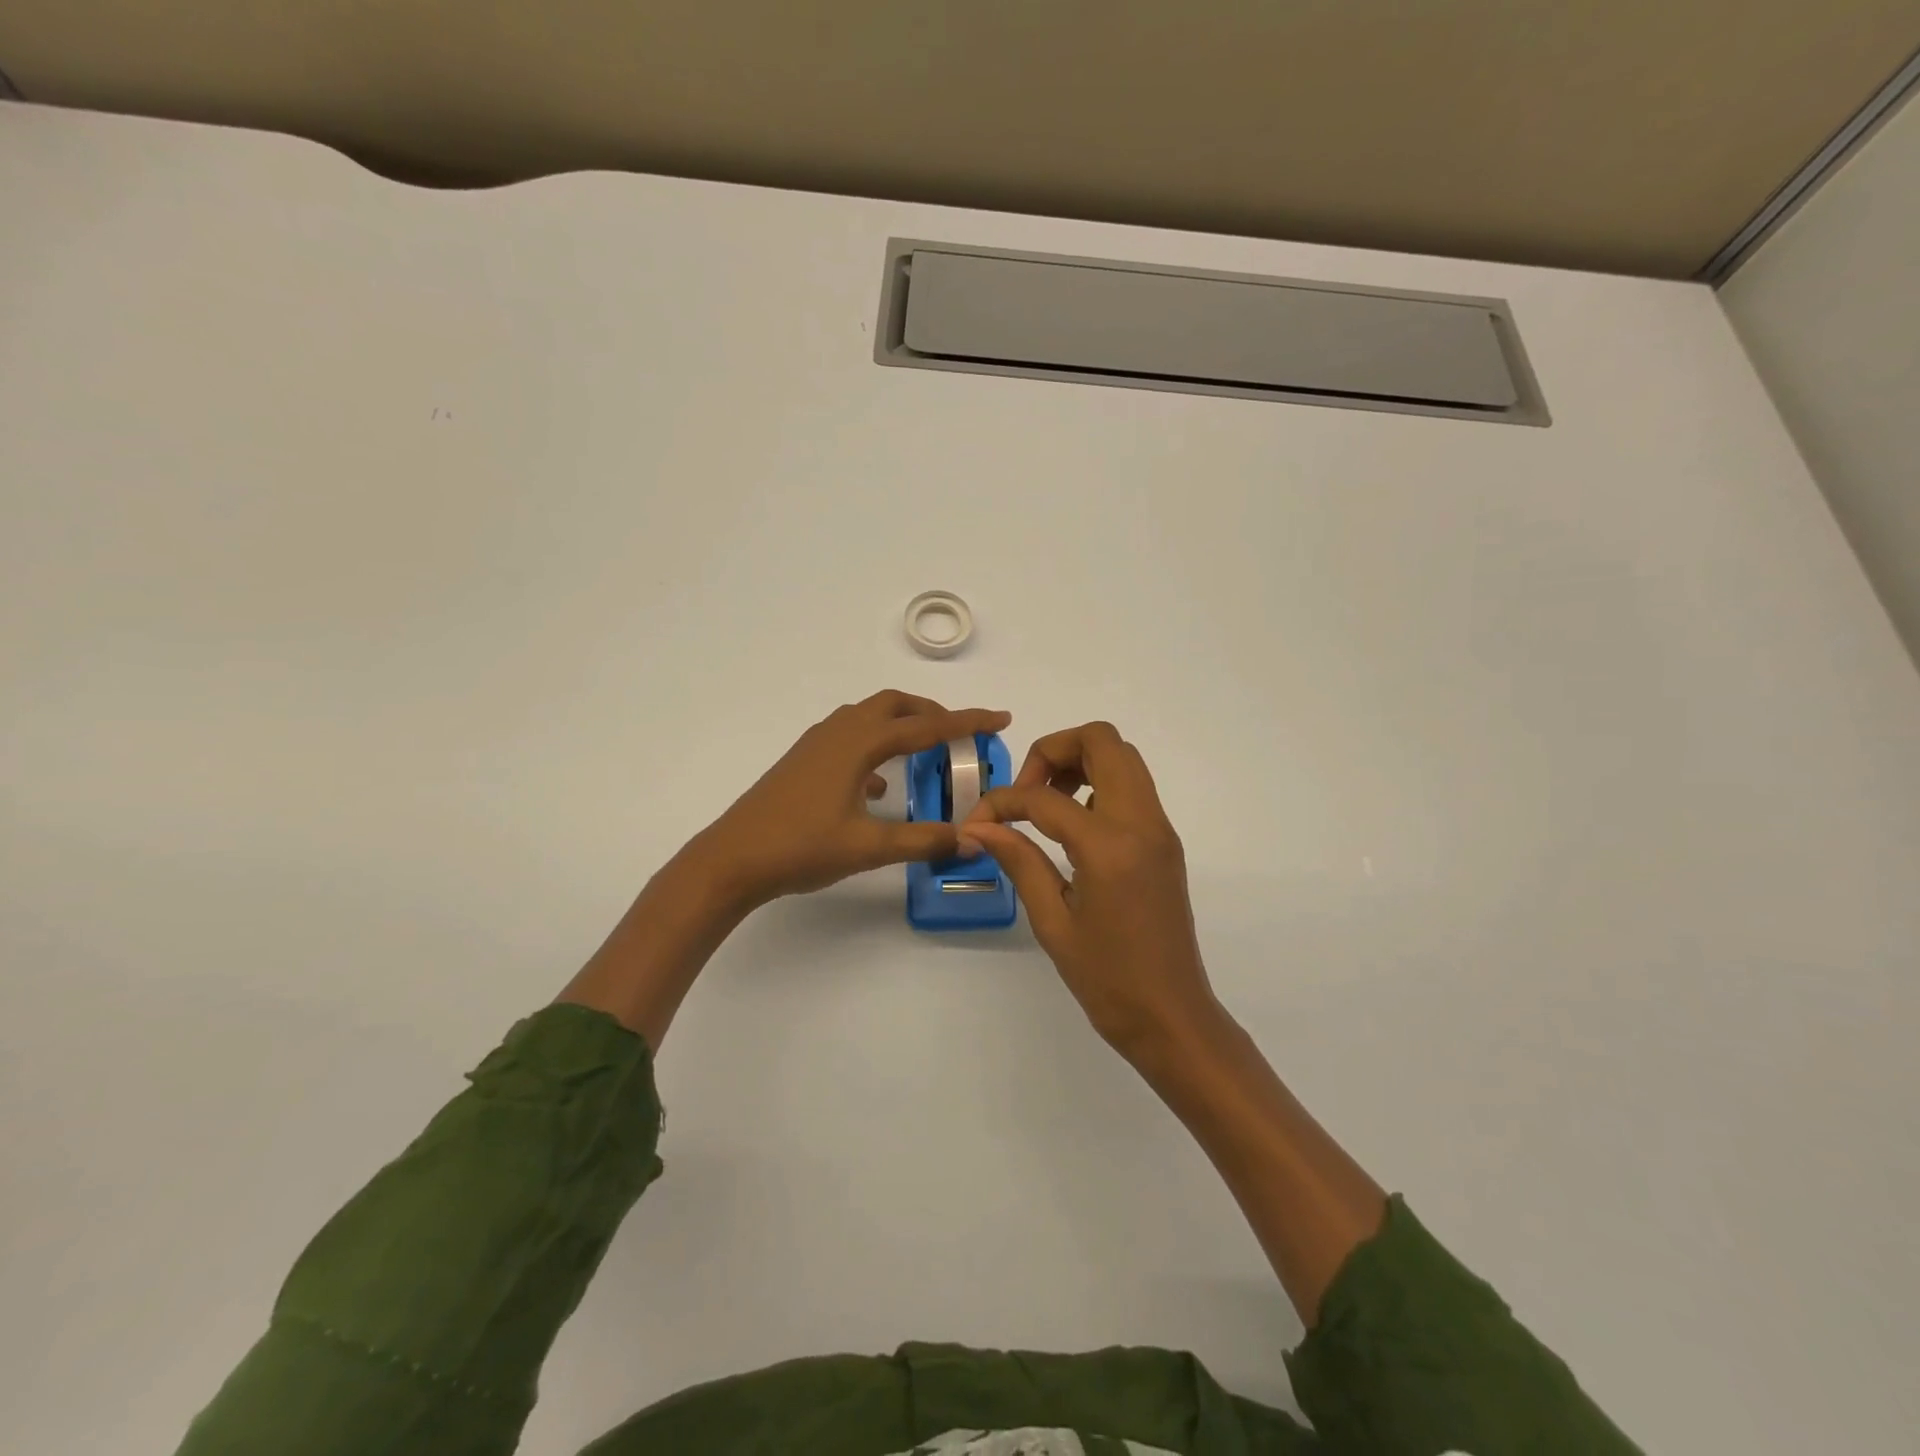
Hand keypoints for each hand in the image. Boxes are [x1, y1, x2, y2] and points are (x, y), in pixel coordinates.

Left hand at [688, 690, 1011, 908]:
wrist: (731, 859)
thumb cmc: (800, 848)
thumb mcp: (868, 848)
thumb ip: (923, 842)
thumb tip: (972, 842)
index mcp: (859, 744)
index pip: (925, 726)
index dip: (966, 721)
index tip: (1000, 718)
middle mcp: (838, 733)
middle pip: (893, 705)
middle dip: (930, 712)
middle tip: (959, 733)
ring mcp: (816, 745)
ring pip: (868, 718)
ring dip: (900, 725)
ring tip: (925, 751)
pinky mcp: (802, 762)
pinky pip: (848, 739)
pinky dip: (874, 748)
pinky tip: (878, 785)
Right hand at [959, 721, 1218, 1059]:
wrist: (1172, 1016)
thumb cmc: (1107, 980)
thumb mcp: (1052, 922)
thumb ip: (1018, 860)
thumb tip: (978, 826)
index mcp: (1110, 847)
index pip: (1045, 798)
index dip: (1002, 802)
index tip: (978, 824)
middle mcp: (1142, 822)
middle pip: (1102, 740)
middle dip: (1053, 751)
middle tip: (1026, 793)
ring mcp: (1160, 828)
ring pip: (1122, 757)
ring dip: (1079, 762)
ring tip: (1046, 807)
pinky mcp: (1165, 840)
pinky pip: (1132, 786)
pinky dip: (1098, 784)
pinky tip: (1073, 827)